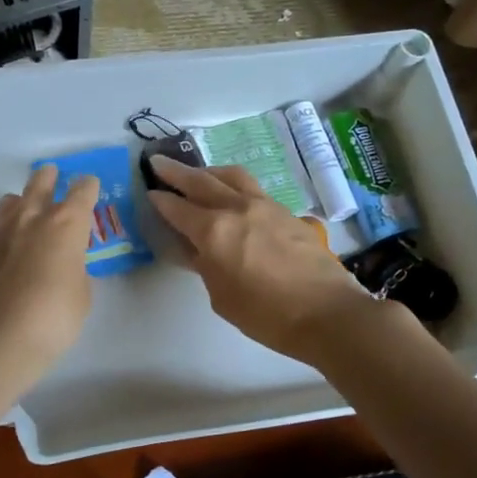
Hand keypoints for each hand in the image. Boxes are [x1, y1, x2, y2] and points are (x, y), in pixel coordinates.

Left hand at [0, 163, 100, 389]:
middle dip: (49, 178)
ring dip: (22, 200)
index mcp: (66, 224)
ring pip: (11, 201)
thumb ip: (75, 271)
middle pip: (40, 184)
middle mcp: (33, 219)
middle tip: (52, 174)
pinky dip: (6, 232)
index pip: (82, 192)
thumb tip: (64, 266)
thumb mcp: (81, 295)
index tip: (90, 184)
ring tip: (25, 206)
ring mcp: (2, 233)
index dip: (88, 187)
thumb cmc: (53, 316)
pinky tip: (9, 246)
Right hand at [146, 155, 376, 364]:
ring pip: (230, 176)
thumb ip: (205, 265)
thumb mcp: (221, 297)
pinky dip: (234, 184)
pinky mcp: (286, 212)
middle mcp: (236, 208)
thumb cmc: (266, 315)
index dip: (160, 200)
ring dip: (208, 171)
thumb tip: (196, 248)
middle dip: (176, 172)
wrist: (327, 313)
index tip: (149, 192)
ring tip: (198, 173)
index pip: (178, 209)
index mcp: (214, 231)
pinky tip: (233, 194)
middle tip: (158, 162)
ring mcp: (265, 206)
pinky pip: (252, 188)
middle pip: (201, 181)